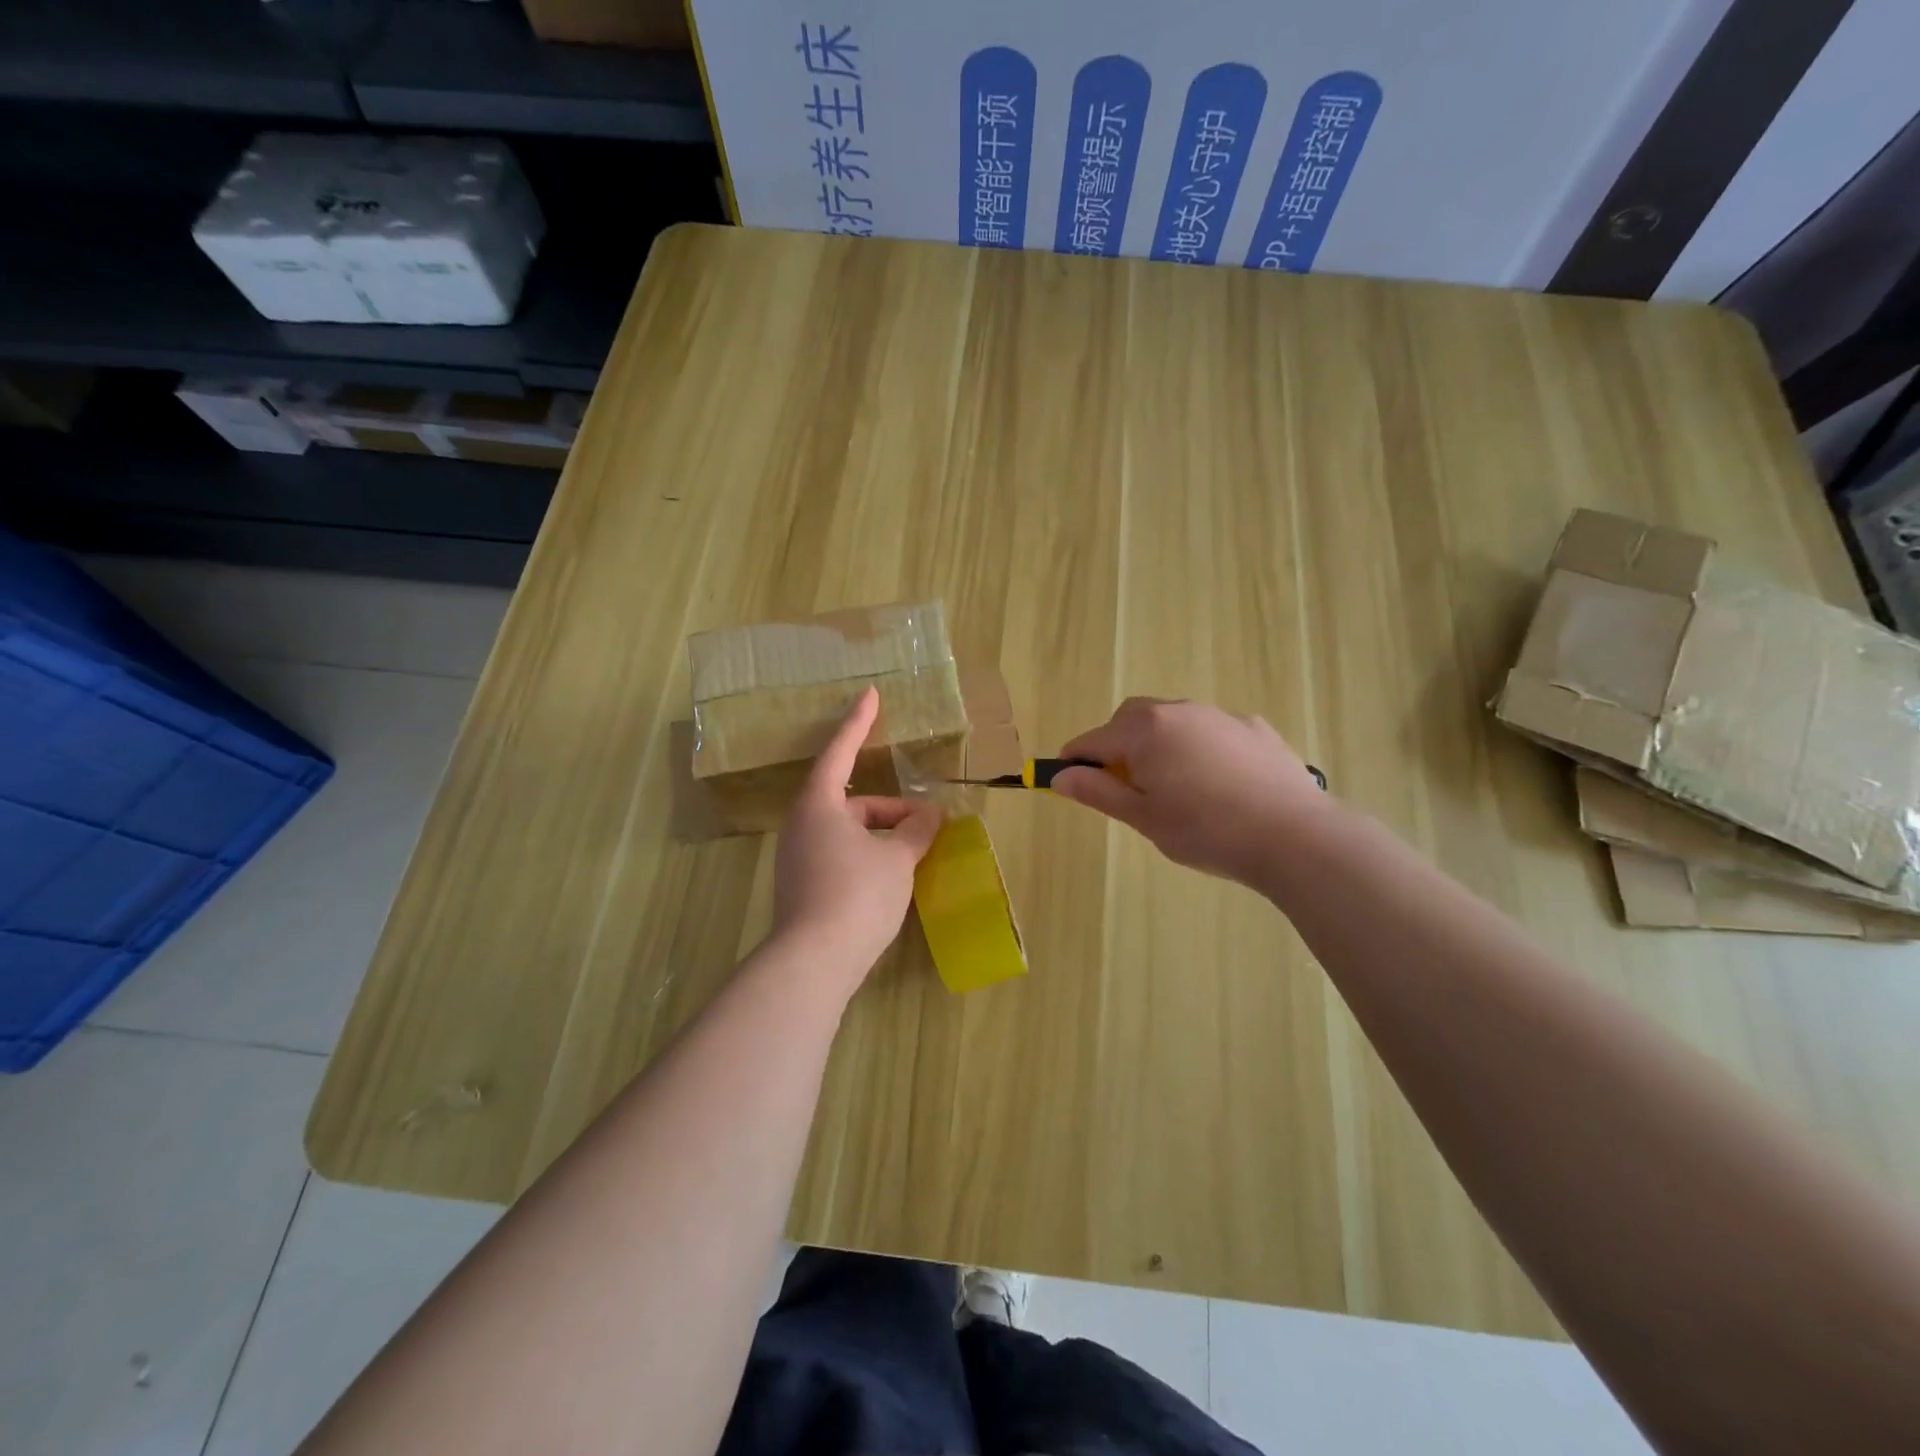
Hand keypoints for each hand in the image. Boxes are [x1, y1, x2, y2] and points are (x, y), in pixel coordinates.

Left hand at [773, 687, 943, 988]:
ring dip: (883, 834)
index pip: (840, 751)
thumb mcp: (898, 858)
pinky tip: (894, 877)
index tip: (870, 694)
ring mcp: (798, 857)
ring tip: (917, 851)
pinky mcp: (803, 885)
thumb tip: (930, 815)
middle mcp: (802, 825)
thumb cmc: (857, 894)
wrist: (814, 962)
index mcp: (819, 804)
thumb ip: (917, 830)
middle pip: (853, 801)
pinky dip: (869, 854)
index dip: (858, 722)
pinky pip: (841, 854)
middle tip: (928, 823)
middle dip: (892, 808)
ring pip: (849, 831)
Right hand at [1051, 697, 1331, 887]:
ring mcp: (1221, 715)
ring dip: (1159, 744)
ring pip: (1173, 721)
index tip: (1069, 781)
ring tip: (1175, 787)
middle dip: (1117, 745)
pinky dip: (1199, 747)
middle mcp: (1180, 710)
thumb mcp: (1143, 817)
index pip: (1093, 740)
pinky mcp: (1255, 728)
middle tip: (1125, 786)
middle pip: (1131, 720)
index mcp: (1145, 730)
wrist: (1294, 836)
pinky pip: (1211, 730)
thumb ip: (1099, 791)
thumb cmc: (1205, 830)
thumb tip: (1060, 776)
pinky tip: (1218, 783)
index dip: (1075, 761)